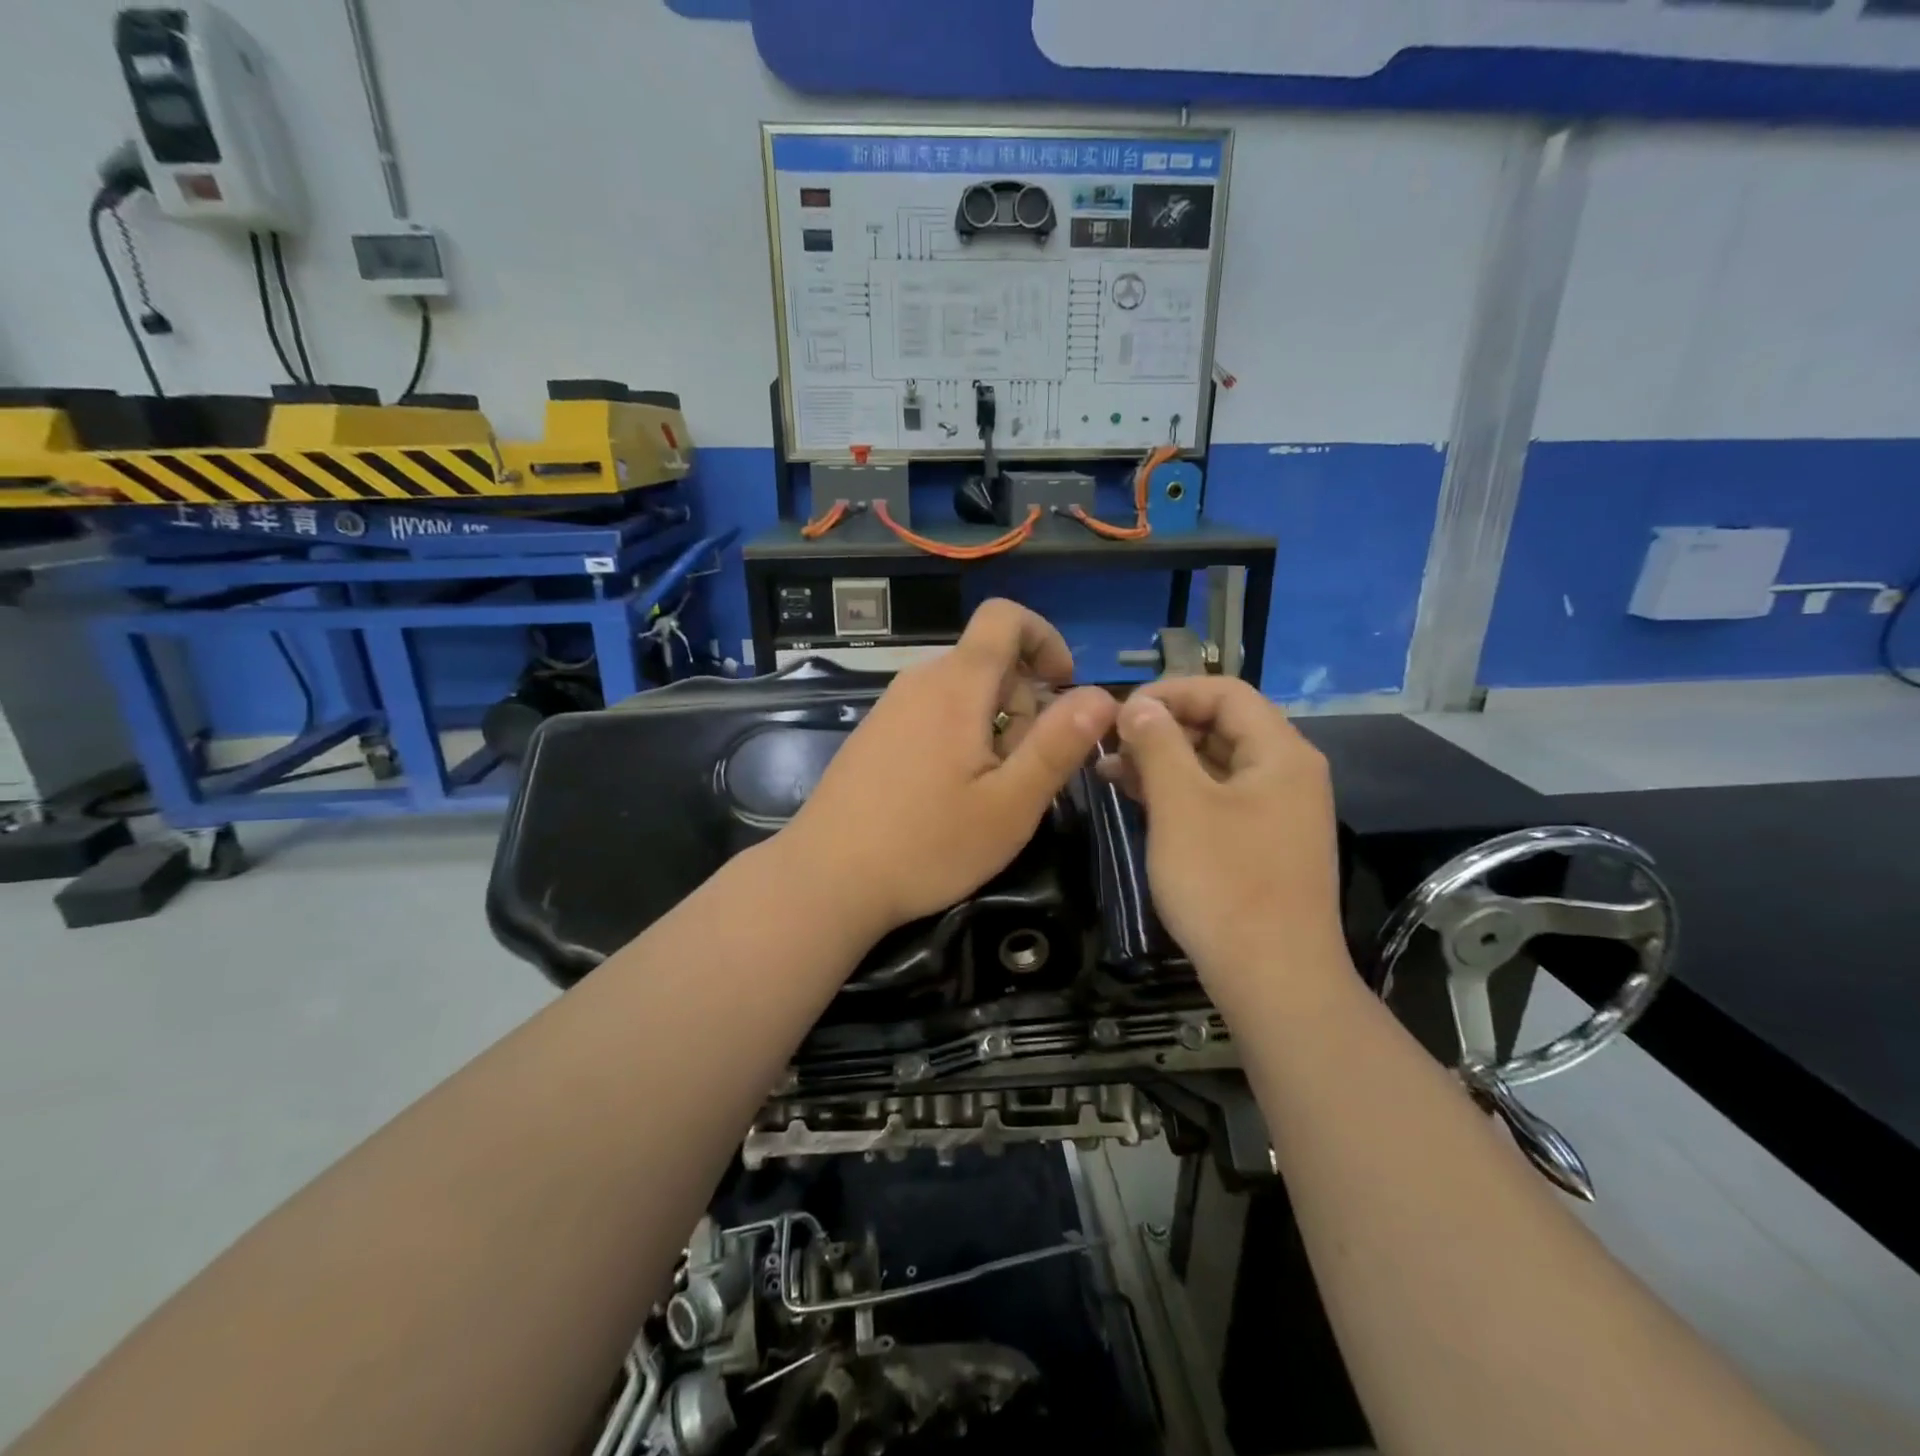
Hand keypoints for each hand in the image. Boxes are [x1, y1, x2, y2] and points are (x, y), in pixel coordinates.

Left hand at [784, 600, 1118, 937]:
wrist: (826, 879)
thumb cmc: (927, 845)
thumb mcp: (1010, 804)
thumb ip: (1059, 744)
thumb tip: (1104, 694)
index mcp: (956, 685)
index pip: (1005, 617)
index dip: (1045, 638)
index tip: (1061, 689)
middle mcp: (920, 681)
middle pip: (989, 661)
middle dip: (1023, 703)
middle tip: (1020, 772)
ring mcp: (890, 706)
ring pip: (963, 692)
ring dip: (992, 727)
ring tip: (984, 791)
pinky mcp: (874, 734)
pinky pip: (933, 713)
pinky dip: (959, 737)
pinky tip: (947, 795)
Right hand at [1104, 677, 1348, 998]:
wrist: (1274, 980)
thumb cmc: (1224, 883)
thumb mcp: (1181, 805)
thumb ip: (1158, 744)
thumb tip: (1137, 704)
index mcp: (1280, 753)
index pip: (1226, 693)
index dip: (1171, 692)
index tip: (1120, 711)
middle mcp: (1286, 774)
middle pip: (1221, 726)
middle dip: (1161, 728)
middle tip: (1108, 743)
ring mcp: (1276, 812)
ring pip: (1214, 766)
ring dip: (1163, 761)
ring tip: (1108, 770)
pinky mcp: (1261, 845)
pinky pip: (1217, 800)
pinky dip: (1178, 793)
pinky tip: (1137, 799)